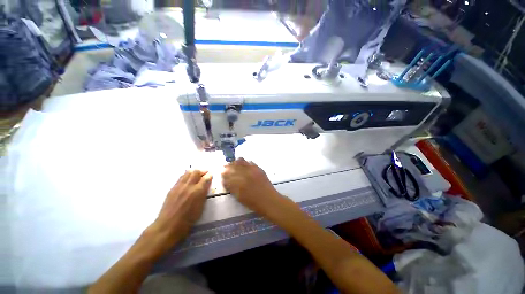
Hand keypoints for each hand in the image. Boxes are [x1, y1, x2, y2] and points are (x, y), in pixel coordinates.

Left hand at [154, 170, 211, 242]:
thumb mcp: (201, 207)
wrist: (168, 225)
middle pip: (196, 172)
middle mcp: (189, 186)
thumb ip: (204, 194)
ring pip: (188, 172)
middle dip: (202, 171)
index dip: (210, 175)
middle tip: (205, 173)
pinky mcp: (172, 188)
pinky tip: (188, 179)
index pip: (206, 178)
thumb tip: (207, 186)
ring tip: (197, 175)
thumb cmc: (188, 220)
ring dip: (194, 172)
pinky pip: (181, 177)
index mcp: (198, 191)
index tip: (211, 175)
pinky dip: (186, 175)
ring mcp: (179, 186)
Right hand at [221, 158, 281, 214]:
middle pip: (234, 166)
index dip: (224, 173)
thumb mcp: (239, 197)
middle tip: (226, 166)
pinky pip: (250, 162)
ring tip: (234, 163)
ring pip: (242, 162)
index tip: (222, 172)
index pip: (228, 174)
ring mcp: (253, 170)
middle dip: (229, 166)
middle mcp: (245, 174)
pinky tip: (244, 164)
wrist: (269, 200)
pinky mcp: (259, 169)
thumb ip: (232, 187)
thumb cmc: (253, 203)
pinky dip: (246, 163)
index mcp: (239, 183)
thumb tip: (226, 180)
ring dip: (236, 162)